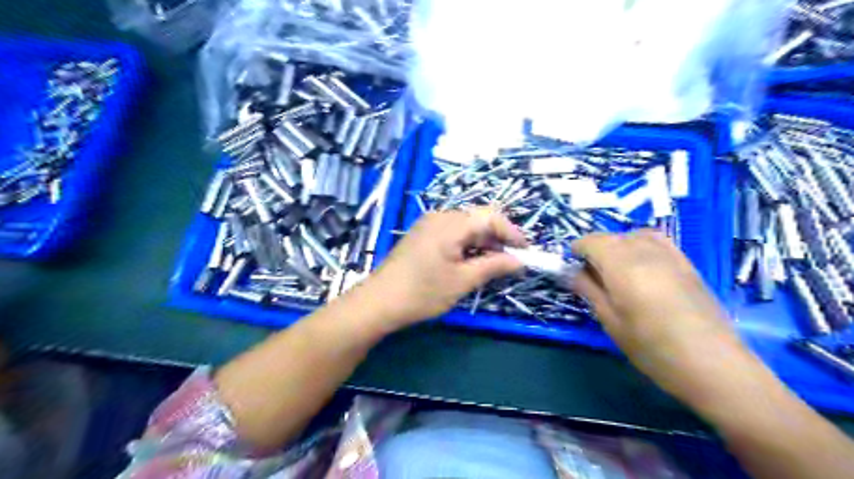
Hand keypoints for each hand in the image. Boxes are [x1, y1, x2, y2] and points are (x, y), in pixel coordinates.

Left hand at [365, 207, 526, 327]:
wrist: (379, 301)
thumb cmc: (422, 293)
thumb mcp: (462, 281)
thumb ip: (494, 266)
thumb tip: (520, 261)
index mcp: (451, 224)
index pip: (491, 217)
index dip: (512, 233)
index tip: (525, 253)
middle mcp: (440, 216)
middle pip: (478, 219)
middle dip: (498, 238)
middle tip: (510, 262)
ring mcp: (428, 224)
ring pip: (466, 226)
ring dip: (482, 242)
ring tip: (492, 266)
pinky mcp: (422, 234)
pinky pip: (452, 232)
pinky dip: (466, 244)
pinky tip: (470, 262)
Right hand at [570, 229, 748, 406]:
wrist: (711, 363)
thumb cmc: (651, 347)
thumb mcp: (610, 320)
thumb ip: (588, 290)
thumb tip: (571, 272)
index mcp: (621, 264)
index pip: (592, 241)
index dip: (577, 249)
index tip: (571, 265)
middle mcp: (644, 251)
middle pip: (612, 236)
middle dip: (596, 248)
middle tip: (590, 273)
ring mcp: (669, 255)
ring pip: (634, 235)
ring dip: (619, 245)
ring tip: (615, 268)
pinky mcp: (687, 263)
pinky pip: (658, 241)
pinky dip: (642, 244)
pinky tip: (642, 265)